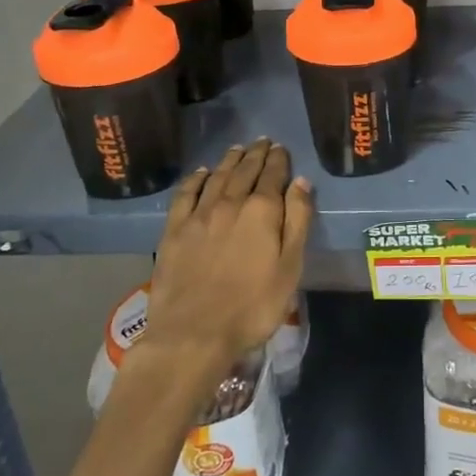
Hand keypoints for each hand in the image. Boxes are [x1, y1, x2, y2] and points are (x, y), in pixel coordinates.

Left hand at [142, 140, 313, 386]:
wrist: (193, 334)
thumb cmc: (253, 306)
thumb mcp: (290, 267)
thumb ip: (298, 221)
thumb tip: (301, 182)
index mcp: (262, 211)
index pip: (273, 175)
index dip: (278, 160)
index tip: (281, 148)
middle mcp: (230, 203)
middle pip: (244, 171)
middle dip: (256, 154)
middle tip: (262, 141)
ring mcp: (199, 216)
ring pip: (216, 177)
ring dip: (229, 160)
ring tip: (238, 149)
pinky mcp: (174, 231)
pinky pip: (185, 194)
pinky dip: (194, 179)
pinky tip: (200, 173)